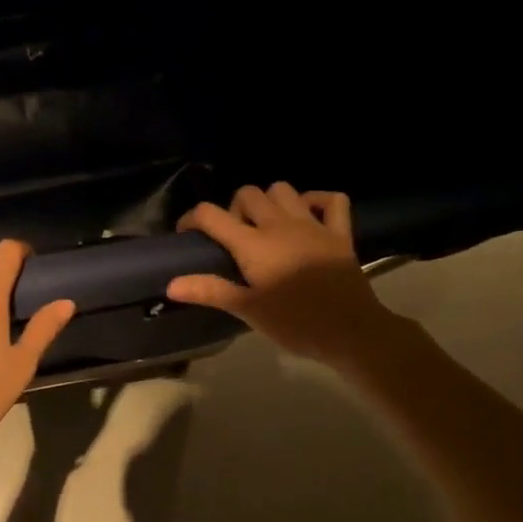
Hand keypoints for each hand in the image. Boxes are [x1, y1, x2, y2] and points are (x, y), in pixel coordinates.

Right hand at [167, 183, 395, 367]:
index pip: (211, 215)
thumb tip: (170, 284)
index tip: (187, 235)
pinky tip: (307, 216)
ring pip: (284, 190)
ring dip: (269, 201)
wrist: (351, 332)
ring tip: (265, 226)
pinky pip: (331, 200)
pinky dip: (316, 201)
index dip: (192, 219)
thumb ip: (210, 291)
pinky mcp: (340, 233)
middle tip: (233, 237)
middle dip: (233, 208)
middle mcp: (280, 225)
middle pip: (248, 193)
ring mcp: (313, 225)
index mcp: (253, 244)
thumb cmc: (295, 324)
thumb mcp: (248, 310)